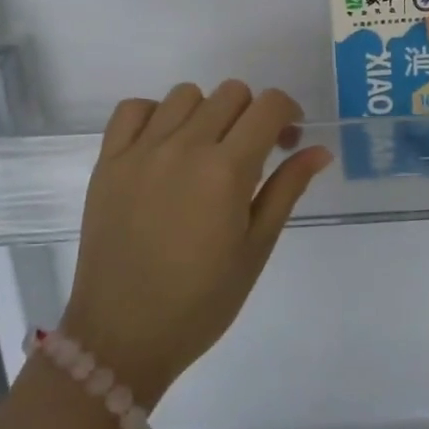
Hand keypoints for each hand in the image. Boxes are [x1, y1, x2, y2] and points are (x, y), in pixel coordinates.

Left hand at [60, 82, 330, 404]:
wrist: (122, 335)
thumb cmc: (201, 301)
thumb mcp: (256, 248)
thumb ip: (287, 189)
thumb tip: (320, 150)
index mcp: (226, 170)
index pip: (268, 105)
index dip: (287, 112)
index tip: (288, 138)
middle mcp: (184, 147)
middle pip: (231, 92)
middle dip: (251, 114)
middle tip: (252, 151)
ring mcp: (141, 151)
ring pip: (185, 94)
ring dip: (206, 112)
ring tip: (205, 150)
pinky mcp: (108, 161)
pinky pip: (134, 109)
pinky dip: (155, 115)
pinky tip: (163, 145)